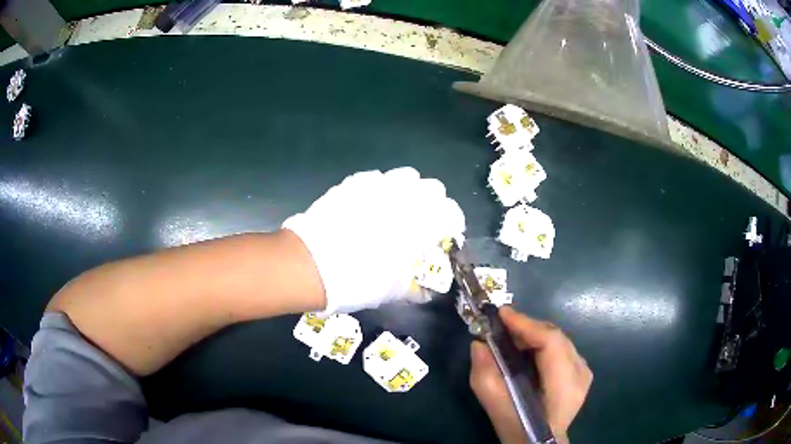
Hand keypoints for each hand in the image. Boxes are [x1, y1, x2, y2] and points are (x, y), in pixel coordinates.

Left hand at [282, 167, 464, 313]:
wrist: (311, 264)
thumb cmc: (359, 279)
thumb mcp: (393, 290)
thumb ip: (415, 288)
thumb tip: (426, 293)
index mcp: (420, 221)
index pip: (451, 211)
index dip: (454, 223)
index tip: (448, 235)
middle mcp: (403, 196)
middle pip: (432, 187)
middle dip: (433, 204)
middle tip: (423, 223)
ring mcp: (376, 185)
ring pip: (404, 177)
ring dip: (407, 192)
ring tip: (396, 210)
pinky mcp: (351, 184)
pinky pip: (375, 179)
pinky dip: (379, 190)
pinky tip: (369, 206)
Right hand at [470, 307, 591, 443]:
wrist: (540, 442)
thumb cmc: (519, 428)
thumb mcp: (496, 407)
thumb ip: (485, 376)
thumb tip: (478, 344)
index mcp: (564, 386)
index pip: (551, 342)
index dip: (526, 324)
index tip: (502, 313)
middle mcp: (580, 373)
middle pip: (555, 336)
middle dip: (527, 327)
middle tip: (501, 326)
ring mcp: (584, 372)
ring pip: (558, 340)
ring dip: (534, 335)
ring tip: (511, 338)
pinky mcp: (582, 372)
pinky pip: (561, 347)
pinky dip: (543, 343)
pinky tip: (528, 350)